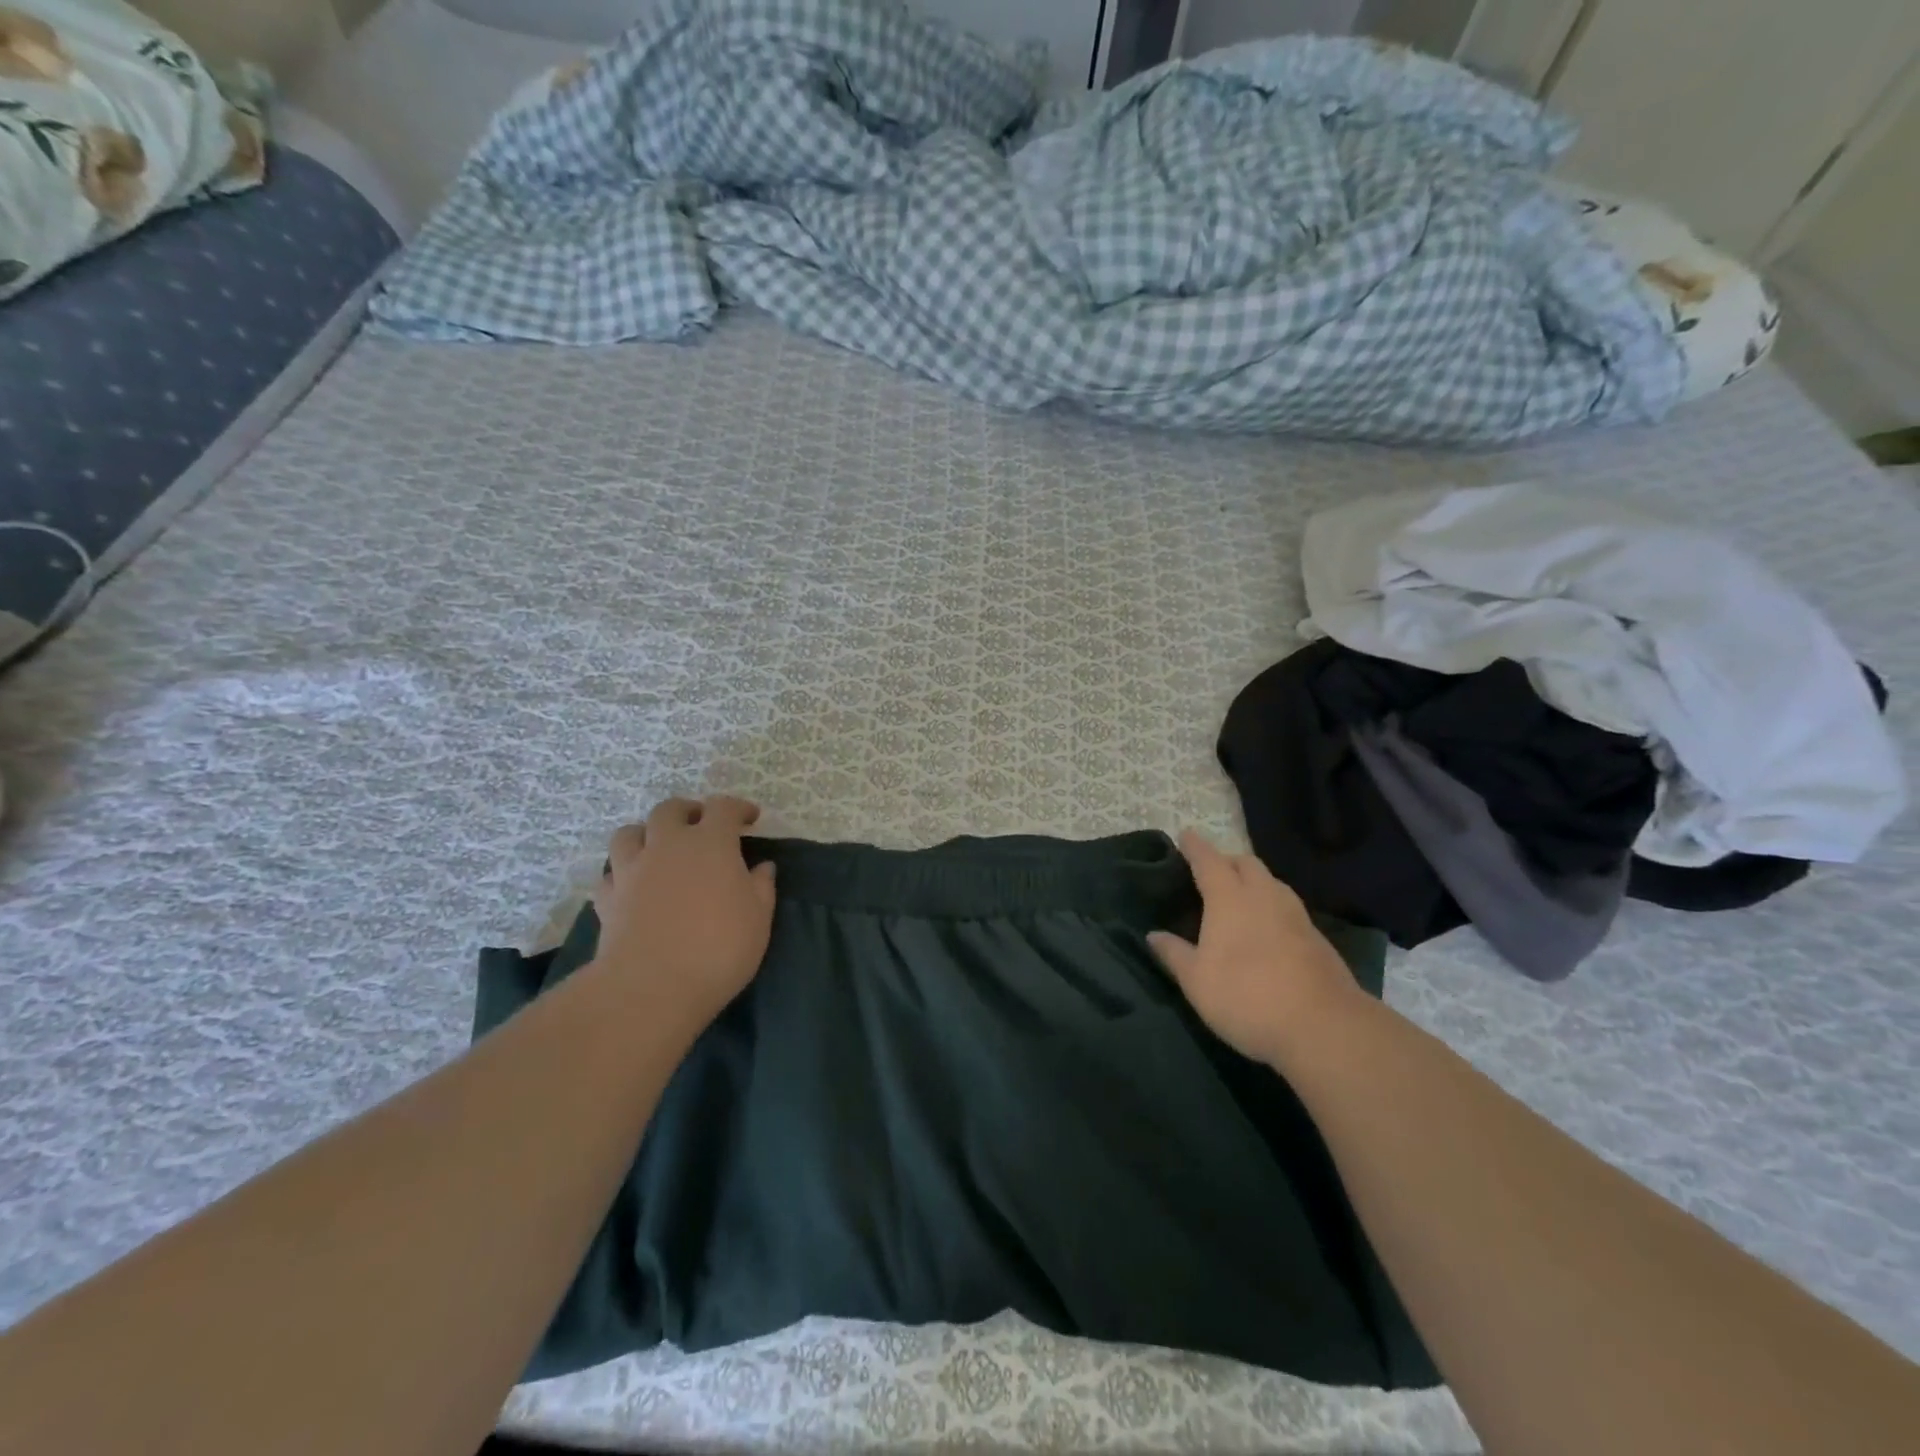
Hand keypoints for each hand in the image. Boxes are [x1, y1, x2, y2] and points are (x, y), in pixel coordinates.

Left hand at [590, 797, 777, 1031]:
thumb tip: (762, 867)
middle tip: (700, 826)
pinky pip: (611, 874)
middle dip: (687, 812)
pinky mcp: (608, 898)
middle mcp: (668, 845)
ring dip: (646, 834)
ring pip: (629, 834)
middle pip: (670, 810)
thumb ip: (761, 887)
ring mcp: (632, 870)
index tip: (749, 818)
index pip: (723, 808)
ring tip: (658, 849)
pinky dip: (622, 874)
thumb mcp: (758, 919)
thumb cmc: (718, 948)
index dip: (738, 808)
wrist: (651, 987)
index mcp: (711, 843)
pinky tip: (633, 887)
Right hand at [1150, 830, 1364, 1065]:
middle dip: (1227, 861)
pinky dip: (1272, 905)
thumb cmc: (1246, 997)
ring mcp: (1295, 915)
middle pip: (1246, 863)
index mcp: (1229, 898)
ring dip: (1254, 881)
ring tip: (1240, 897)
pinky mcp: (1317, 938)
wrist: (1323, 1027)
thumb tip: (1153, 934)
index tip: (1185, 835)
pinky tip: (1268, 928)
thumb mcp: (1196, 981)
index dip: (1195, 847)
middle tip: (1211, 872)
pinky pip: (1288, 906)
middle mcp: (1264, 896)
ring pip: (1272, 882)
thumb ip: (1174, 953)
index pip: (1209, 861)